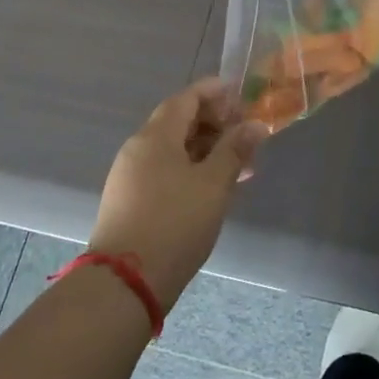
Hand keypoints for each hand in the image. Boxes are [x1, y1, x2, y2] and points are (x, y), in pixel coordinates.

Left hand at [88, 80, 266, 312]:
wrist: (123, 286)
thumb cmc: (174, 224)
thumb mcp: (214, 184)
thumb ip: (235, 149)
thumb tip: (255, 124)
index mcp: (155, 136)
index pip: (187, 98)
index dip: (215, 92)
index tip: (242, 96)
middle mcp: (137, 149)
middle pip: (179, 122)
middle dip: (215, 123)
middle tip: (246, 135)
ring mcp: (129, 177)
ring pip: (173, 150)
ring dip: (206, 150)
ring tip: (238, 166)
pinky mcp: (128, 203)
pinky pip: (164, 171)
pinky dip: (190, 170)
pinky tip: (212, 190)